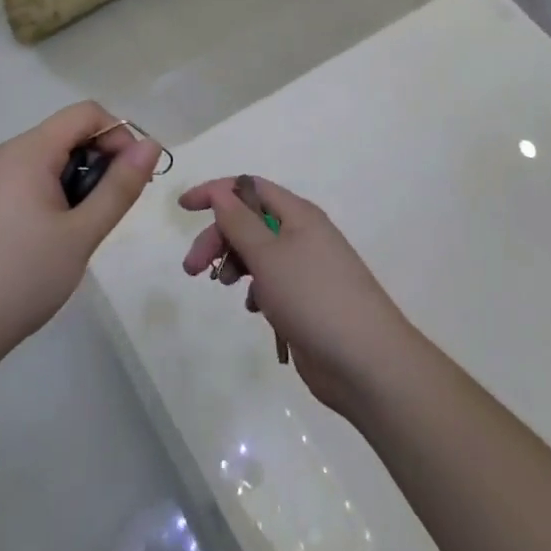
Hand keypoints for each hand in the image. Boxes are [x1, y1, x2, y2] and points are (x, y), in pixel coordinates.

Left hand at [0, 102, 161, 357]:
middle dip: (98, 161)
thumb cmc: (22, 277)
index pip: (85, 113)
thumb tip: (151, 145)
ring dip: (76, 180)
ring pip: (47, 158)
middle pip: (66, 134)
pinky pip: (27, 178)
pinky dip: (51, 193)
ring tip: (80, 230)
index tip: (132, 177)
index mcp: (28, 151)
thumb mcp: (82, 233)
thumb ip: (120, 186)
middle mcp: (4, 153)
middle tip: (109, 211)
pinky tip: (50, 237)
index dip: (118, 135)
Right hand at [179, 177, 416, 419]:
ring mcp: (307, 269)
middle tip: (193, 268)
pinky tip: (256, 310)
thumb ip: (239, 222)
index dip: (216, 192)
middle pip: (250, 222)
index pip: (249, 187)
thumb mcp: (268, 255)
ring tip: (225, 287)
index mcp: (298, 214)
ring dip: (235, 264)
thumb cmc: (314, 298)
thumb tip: (220, 191)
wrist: (367, 363)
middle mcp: (303, 235)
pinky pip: (272, 283)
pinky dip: (257, 290)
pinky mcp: (307, 301)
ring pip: (259, 253)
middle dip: (218, 238)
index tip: (184, 207)